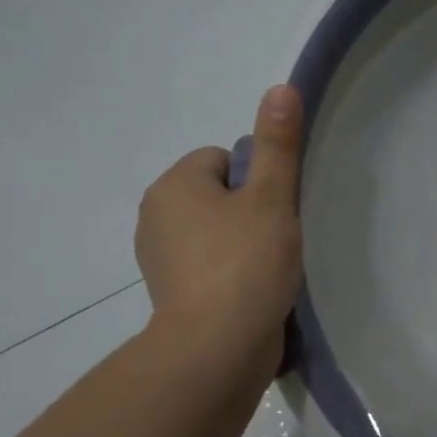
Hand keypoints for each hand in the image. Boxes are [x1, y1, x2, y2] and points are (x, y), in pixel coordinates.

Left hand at [135, 84, 303, 387]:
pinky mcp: (170, 294)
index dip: (256, 181)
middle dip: (248, 212)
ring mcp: (158, 259)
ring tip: (269, 269)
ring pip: (214, 232)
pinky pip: (208, 265)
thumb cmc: (245, 264)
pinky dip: (230, 273)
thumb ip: (277, 144)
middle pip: (218, 195)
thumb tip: (281, 87)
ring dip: (242, 244)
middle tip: (277, 240)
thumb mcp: (270, 198)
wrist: (216, 349)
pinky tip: (253, 292)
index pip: (223, 160)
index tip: (275, 211)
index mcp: (174, 185)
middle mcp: (155, 215)